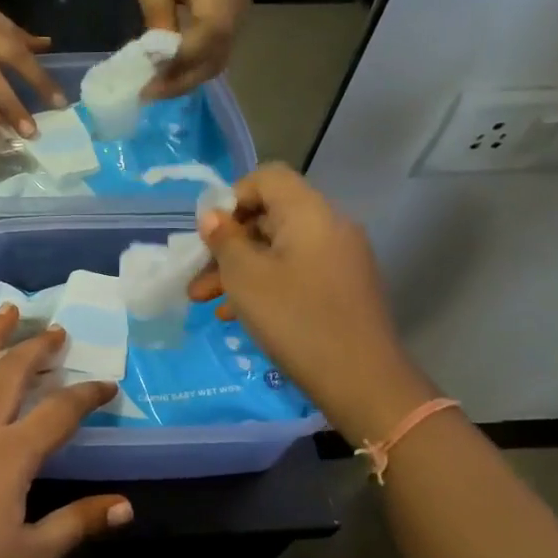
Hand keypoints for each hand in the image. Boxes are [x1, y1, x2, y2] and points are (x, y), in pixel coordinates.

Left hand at [0, 312, 130, 557]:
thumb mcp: (29, 555)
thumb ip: (77, 524)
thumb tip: (126, 506)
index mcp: (11, 454)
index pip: (59, 412)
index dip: (87, 395)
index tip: (106, 385)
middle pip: (12, 372)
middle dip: (38, 347)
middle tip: (57, 331)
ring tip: (8, 310)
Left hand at [132, 0, 249, 99]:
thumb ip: (156, 9)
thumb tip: (157, 53)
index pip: (209, 33)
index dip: (182, 62)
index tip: (152, 80)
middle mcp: (237, 3)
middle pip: (217, 55)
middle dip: (182, 80)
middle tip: (150, 94)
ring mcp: (240, 14)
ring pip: (219, 60)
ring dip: (187, 79)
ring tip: (156, 89)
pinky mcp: (234, 23)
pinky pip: (217, 54)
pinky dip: (193, 70)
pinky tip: (170, 75)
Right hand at [189, 163, 436, 437]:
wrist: (360, 379)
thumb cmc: (295, 319)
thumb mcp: (245, 277)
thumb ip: (224, 240)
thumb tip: (212, 215)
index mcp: (309, 212)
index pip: (267, 178)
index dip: (232, 197)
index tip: (209, 235)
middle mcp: (330, 226)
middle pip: (270, 216)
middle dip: (228, 244)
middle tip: (197, 277)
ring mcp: (340, 259)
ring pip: (278, 249)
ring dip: (239, 270)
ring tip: (205, 302)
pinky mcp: (342, 288)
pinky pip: (295, 272)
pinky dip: (264, 284)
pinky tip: (236, 315)